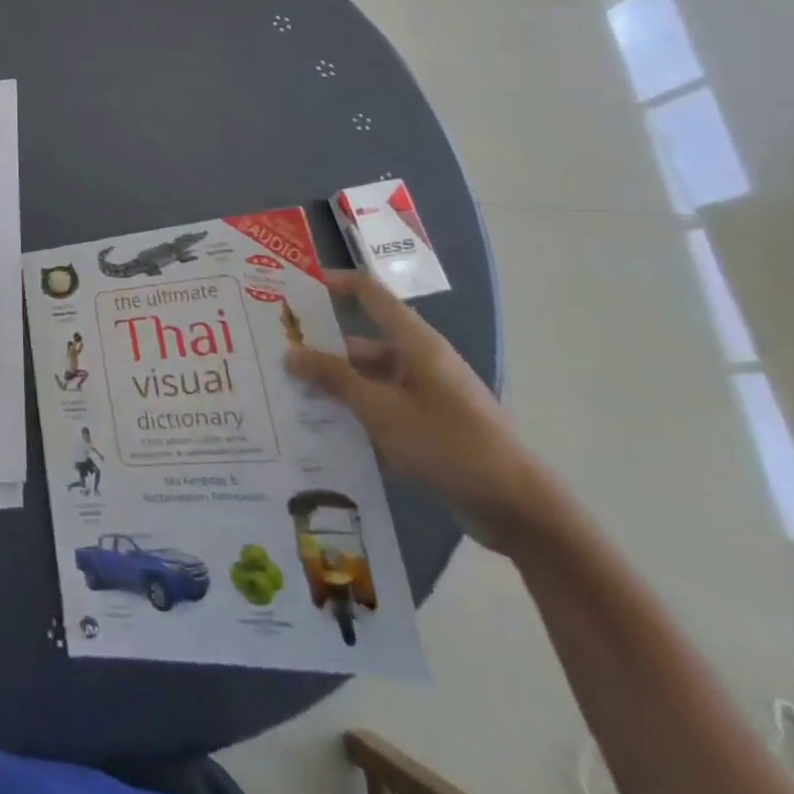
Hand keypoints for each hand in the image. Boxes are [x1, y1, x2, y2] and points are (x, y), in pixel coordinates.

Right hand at [286, 269, 556, 554]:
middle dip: (320, 349)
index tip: (292, 291)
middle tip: (274, 356)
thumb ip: (334, 379)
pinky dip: (355, 414)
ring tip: (288, 397)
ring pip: (368, 379)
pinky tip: (322, 431)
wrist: (519, 510)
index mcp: (415, 343)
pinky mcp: (429, 427)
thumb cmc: (448, 444)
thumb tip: (291, 353)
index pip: (369, 294)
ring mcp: (426, 396)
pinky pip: (382, 408)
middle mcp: (420, 361)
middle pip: (361, 342)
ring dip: (334, 387)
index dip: (332, 284)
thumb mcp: (381, 410)